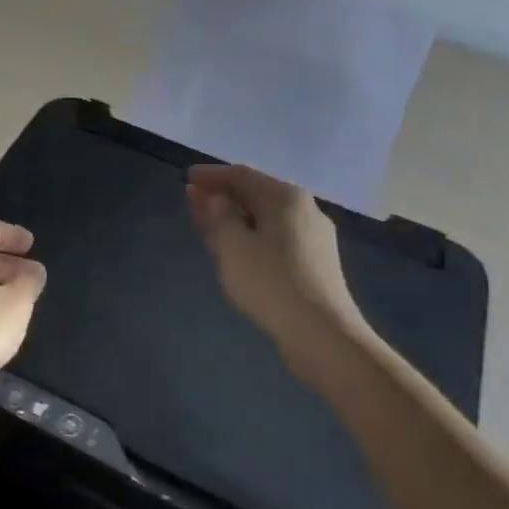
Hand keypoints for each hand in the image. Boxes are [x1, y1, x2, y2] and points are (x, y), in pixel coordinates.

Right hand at [186, 163, 366, 368]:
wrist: (322, 334)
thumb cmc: (270, 282)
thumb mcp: (231, 245)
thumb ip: (217, 215)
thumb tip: (215, 198)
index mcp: (285, 197)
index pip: (241, 174)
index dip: (211, 175)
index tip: (187, 178)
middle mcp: (304, 209)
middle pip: (257, 193)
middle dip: (224, 195)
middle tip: (195, 201)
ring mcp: (314, 237)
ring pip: (266, 217)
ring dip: (236, 217)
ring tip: (210, 224)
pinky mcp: (316, 263)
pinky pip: (276, 237)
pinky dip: (252, 234)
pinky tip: (238, 249)